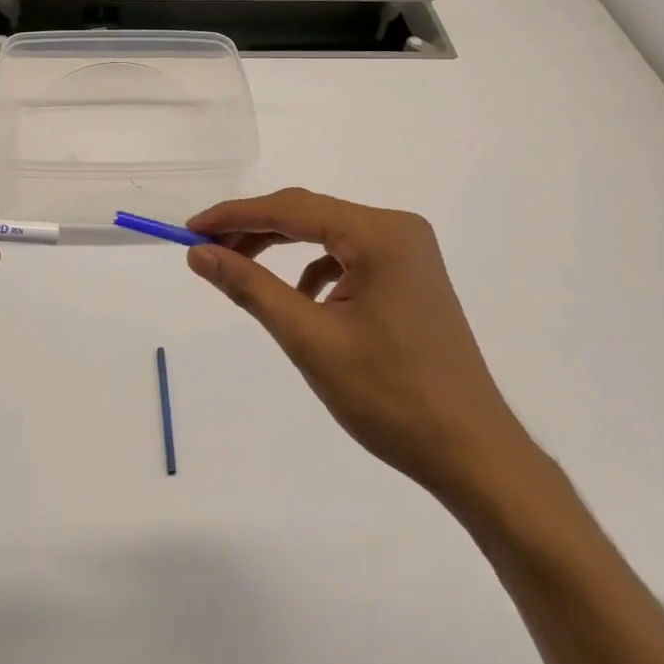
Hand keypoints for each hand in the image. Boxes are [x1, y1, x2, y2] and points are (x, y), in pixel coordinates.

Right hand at [186, 189, 532, 502]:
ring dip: (282, 250)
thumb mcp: (309, 339)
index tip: (191, 230)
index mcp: (379, 234)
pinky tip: (301, 301)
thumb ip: (250, 287)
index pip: (291, 208)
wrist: (473, 455)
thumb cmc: (390, 397)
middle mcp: (398, 230)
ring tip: (242, 271)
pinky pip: (348, 257)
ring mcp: (409, 253)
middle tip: (207, 251)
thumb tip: (200, 253)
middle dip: (255, 231)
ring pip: (327, 235)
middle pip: (310, 216)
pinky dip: (314, 270)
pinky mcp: (411, 277)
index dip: (235, 215)